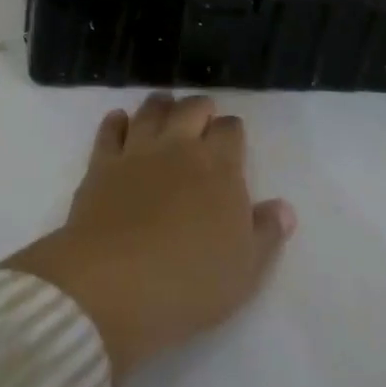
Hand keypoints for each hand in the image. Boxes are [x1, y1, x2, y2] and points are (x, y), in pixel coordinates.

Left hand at [6, 94, 295, 380]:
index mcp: (218, 168)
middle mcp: (178, 147)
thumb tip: (283, 207)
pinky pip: (110, 130)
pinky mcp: (101, 163)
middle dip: (200, 108)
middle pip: (191, 110)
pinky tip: (119, 120)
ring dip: (161, 104)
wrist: (115, 282)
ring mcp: (137, 151)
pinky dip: (116, 121)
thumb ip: (266, 233)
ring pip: (151, 111)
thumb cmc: (191, 282)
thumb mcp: (245, 270)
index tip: (232, 138)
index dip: (232, 130)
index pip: (230, 130)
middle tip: (202, 113)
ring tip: (165, 104)